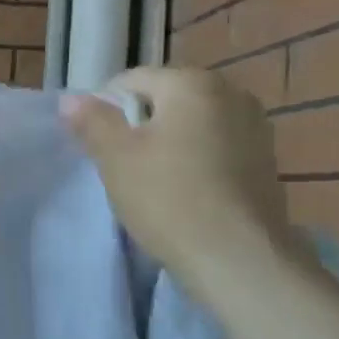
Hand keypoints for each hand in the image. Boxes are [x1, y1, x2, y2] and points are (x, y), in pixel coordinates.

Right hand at [61, 68, 301, 301]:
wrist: (238, 258)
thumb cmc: (168, 197)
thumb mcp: (114, 157)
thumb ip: (92, 121)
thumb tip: (71, 99)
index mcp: (192, 83)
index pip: (130, 81)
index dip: (104, 110)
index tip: (95, 146)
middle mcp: (231, 92)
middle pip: (164, 100)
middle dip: (137, 125)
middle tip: (119, 165)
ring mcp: (255, 127)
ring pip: (190, 125)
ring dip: (166, 144)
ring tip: (150, 181)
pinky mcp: (266, 160)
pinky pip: (214, 147)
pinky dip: (193, 160)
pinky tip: (182, 192)